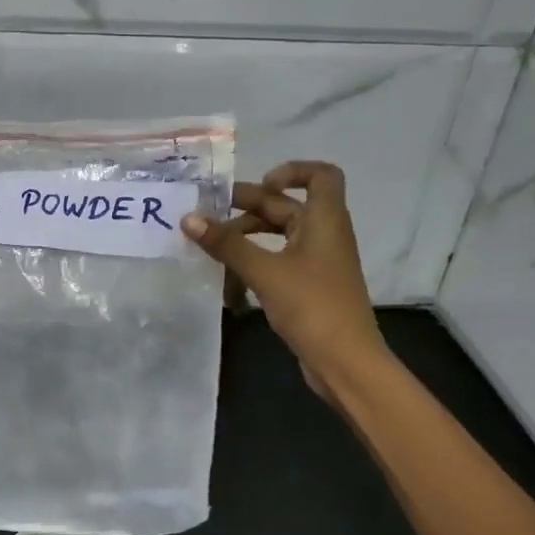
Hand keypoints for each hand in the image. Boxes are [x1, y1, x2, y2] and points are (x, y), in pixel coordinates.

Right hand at [182, 161, 384, 400]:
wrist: (346, 363)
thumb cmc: (312, 306)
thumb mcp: (264, 271)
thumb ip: (227, 244)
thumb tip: (189, 218)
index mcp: (324, 220)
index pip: (321, 175)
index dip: (292, 170)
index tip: (260, 185)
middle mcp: (324, 234)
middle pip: (287, 206)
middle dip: (248, 207)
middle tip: (209, 214)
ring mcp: (318, 263)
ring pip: (279, 236)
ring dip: (247, 238)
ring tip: (212, 249)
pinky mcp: (310, 287)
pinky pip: (279, 262)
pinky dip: (255, 263)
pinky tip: (229, 281)